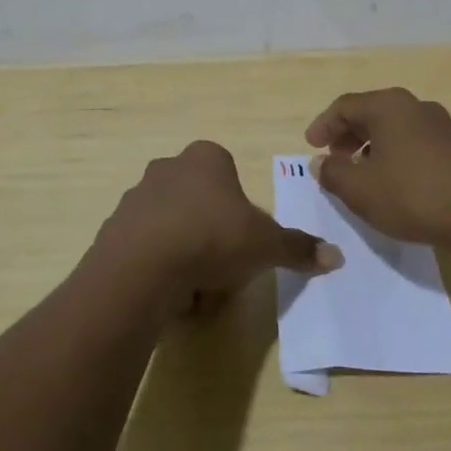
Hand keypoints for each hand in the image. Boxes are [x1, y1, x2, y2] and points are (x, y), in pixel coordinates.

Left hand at [95, 140, 340, 309]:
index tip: (242, 241)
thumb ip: (298, 247)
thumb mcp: (265, 244)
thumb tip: (336, 256)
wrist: (141, 267)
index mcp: (205, 157)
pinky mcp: (114, 228)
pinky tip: (169, 293)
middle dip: (213, 235)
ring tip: (195, 288)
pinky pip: (147, 248)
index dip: (240, 212)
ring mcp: (136, 196)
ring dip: (187, 255)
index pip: (229, 176)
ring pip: (174, 227)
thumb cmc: (211, 239)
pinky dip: (160, 268)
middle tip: (222, 268)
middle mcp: (168, 167)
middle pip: (201, 203)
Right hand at [305, 88, 450, 249]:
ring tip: (360, 175)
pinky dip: (393, 154)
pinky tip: (391, 182)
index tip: (311, 147)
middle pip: (370, 113)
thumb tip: (322, 163)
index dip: (323, 126)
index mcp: (388, 105)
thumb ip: (333, 173)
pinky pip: (412, 142)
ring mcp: (439, 124)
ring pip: (393, 128)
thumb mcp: (360, 189)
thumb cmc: (412, 195)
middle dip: (347, 136)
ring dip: (370, 147)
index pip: (344, 106)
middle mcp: (414, 105)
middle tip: (333, 160)